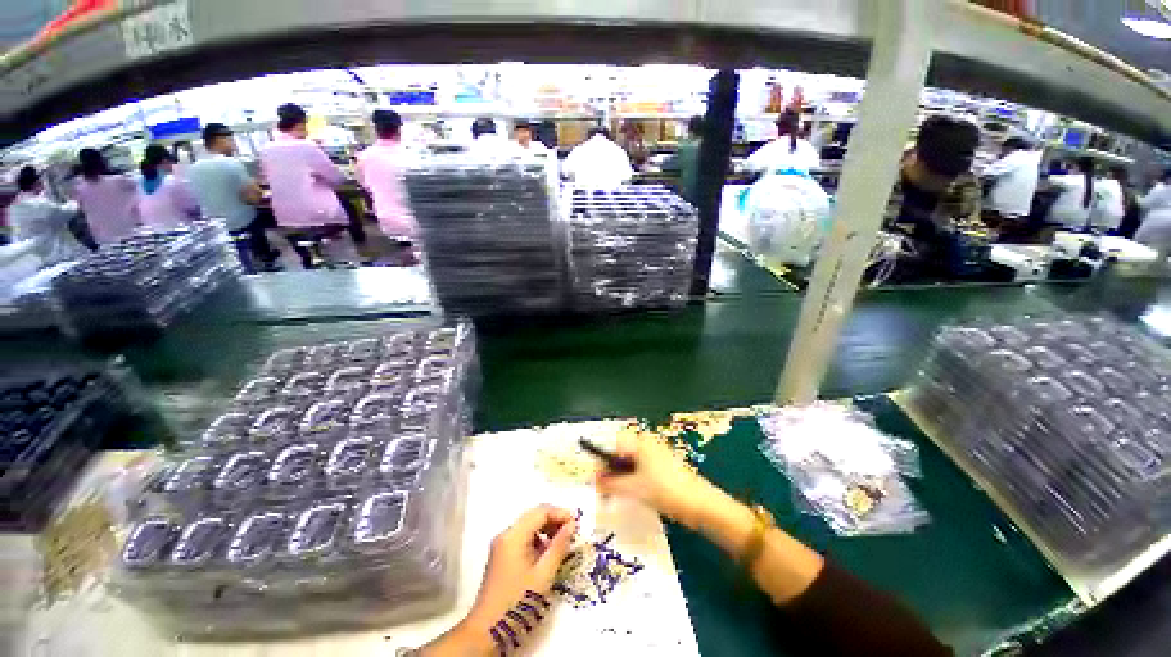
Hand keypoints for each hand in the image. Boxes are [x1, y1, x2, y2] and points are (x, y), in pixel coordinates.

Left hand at [424, 505, 576, 655]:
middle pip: (534, 516)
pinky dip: (537, 540)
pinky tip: (546, 554)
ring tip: (562, 544)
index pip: (540, 511)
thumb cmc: (517, 602)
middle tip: (572, 533)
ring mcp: (502, 544)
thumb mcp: (543, 575)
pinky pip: (523, 537)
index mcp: (514, 535)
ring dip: (546, 530)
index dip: (560, 513)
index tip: (576, 524)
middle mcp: (506, 534)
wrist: (487, 631)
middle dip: (554, 520)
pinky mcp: (501, 555)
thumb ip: (559, 546)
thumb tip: (572, 525)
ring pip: (529, 526)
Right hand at [595, 431, 719, 528]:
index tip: (597, 481)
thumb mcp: (633, 488)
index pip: (612, 444)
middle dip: (611, 472)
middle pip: (620, 453)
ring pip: (630, 463)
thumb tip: (593, 480)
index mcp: (640, 441)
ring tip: (619, 496)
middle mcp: (647, 443)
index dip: (601, 461)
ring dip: (621, 478)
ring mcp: (656, 454)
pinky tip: (635, 495)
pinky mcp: (663, 466)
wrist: (701, 505)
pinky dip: (634, 480)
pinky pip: (641, 469)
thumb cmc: (665, 490)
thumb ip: (610, 483)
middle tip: (606, 492)